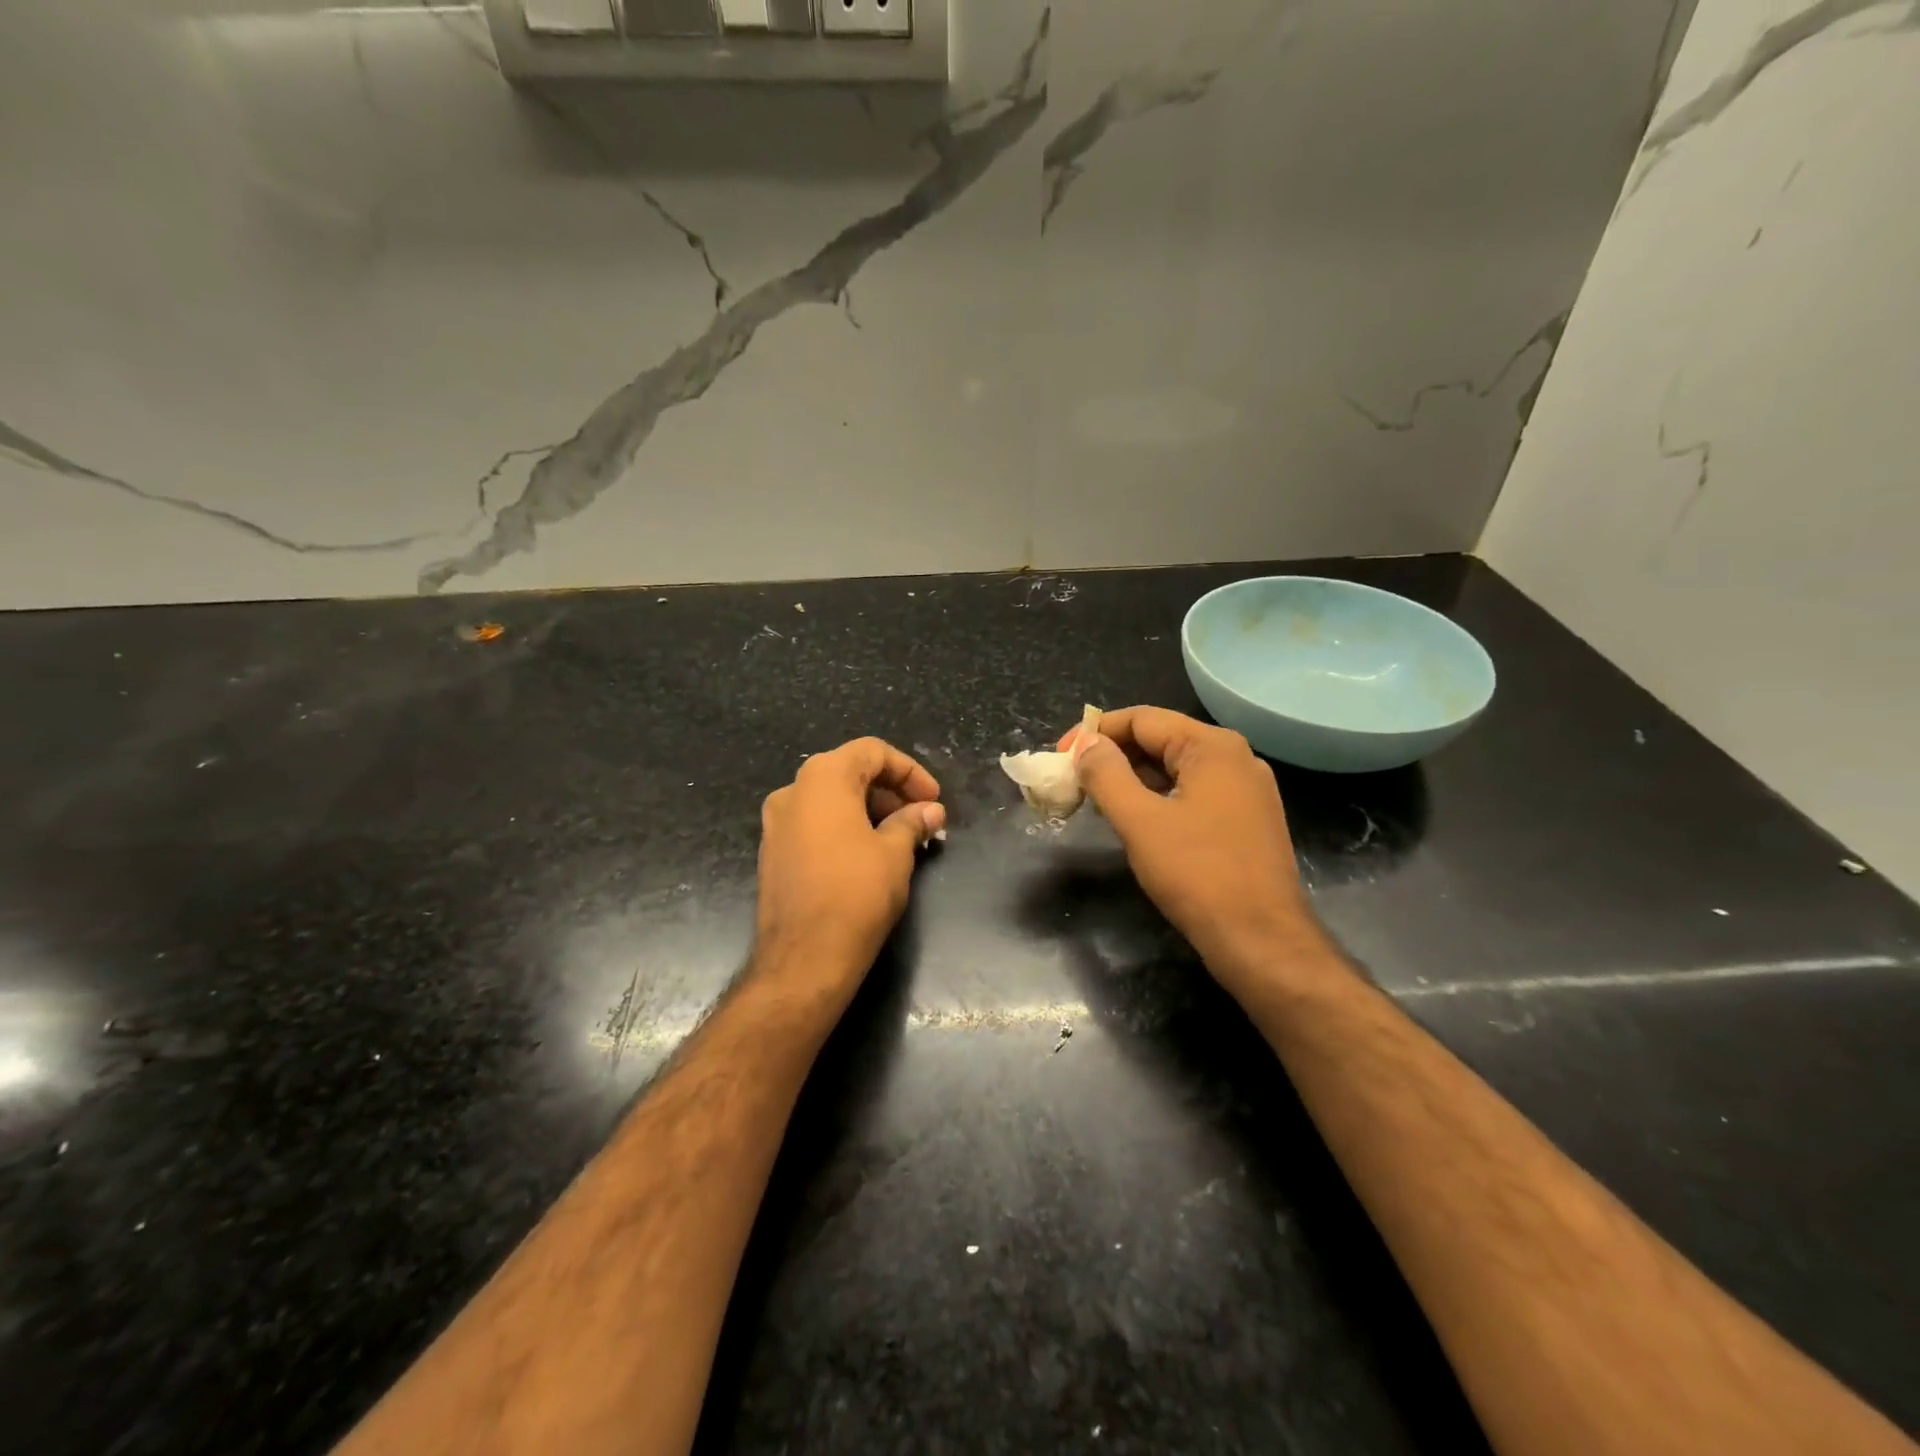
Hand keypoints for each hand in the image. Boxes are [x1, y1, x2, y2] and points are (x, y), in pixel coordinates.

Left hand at [754, 738, 945, 1006]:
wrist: (803, 958)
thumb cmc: (856, 893)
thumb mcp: (895, 852)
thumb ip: (913, 822)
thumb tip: (931, 811)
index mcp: (822, 778)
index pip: (872, 751)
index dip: (909, 771)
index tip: (933, 799)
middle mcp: (793, 791)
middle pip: (849, 771)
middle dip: (891, 791)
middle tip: (921, 819)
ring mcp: (776, 822)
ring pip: (831, 799)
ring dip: (870, 809)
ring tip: (901, 838)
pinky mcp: (773, 852)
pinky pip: (815, 823)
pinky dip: (845, 827)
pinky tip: (869, 855)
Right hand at [1065, 706, 1317, 987]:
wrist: (1262, 940)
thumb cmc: (1197, 875)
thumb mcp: (1139, 821)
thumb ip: (1106, 774)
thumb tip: (1086, 744)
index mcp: (1212, 747)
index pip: (1141, 719)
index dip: (1095, 733)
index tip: (1061, 756)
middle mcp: (1235, 757)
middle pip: (1160, 740)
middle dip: (1113, 756)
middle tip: (1074, 781)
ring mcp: (1246, 790)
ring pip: (1176, 769)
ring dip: (1133, 779)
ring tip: (1097, 801)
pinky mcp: (1247, 819)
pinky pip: (1193, 792)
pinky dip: (1159, 798)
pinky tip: (1136, 820)